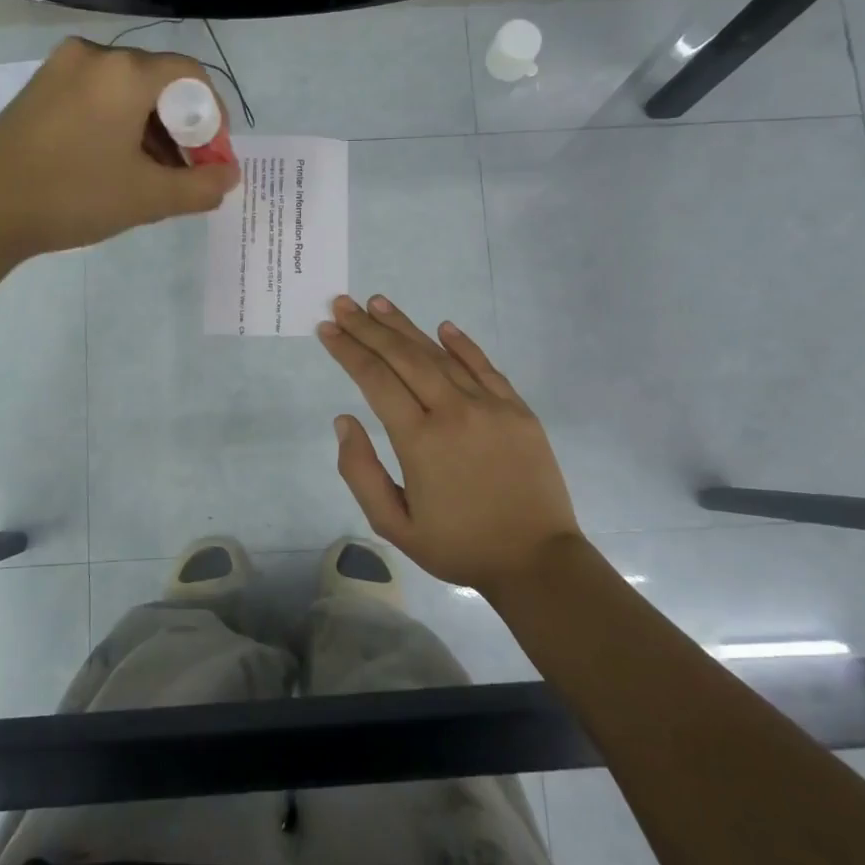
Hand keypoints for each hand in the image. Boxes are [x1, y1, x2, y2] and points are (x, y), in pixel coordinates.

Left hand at [0, 37, 239, 262]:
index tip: (212, 157)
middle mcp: (94, 56)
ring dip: (151, 130)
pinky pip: (97, 98)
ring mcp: (60, 69)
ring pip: (126, 92)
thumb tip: (230, 175)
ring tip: (152, 178)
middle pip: (159, 83)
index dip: (213, 116)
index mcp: (125, 72)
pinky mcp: (39, 89)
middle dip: (181, 129)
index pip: (191, 75)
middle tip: (186, 173)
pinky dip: (119, 126)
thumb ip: (201, 186)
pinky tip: (115, 165)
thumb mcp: (148, 198)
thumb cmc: (73, 196)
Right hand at [317, 294, 580, 593]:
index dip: (348, 350)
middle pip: (404, 357)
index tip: (328, 328)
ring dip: (407, 327)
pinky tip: (443, 327)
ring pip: (441, 355)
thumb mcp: (393, 525)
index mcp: (419, 440)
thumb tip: (344, 421)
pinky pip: (486, 367)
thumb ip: (361, 472)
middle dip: (369, 328)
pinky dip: (463, 345)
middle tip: (344, 304)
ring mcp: (490, 407)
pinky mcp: (518, 411)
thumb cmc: (458, 546)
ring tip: (379, 304)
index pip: (375, 379)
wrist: (536, 560)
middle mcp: (453, 411)